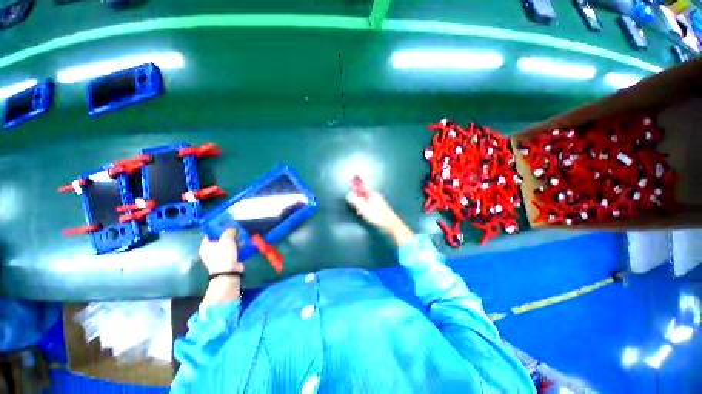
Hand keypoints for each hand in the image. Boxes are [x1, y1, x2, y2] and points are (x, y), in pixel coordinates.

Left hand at [199, 228, 243, 275]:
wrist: (228, 272)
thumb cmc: (223, 255)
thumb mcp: (226, 240)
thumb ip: (229, 232)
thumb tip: (231, 229)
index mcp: (205, 246)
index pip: (210, 234)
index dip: (217, 228)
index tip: (226, 224)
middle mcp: (210, 251)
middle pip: (219, 239)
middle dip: (228, 235)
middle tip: (236, 230)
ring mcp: (218, 256)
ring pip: (227, 245)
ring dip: (234, 241)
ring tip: (242, 236)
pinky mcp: (226, 259)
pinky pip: (232, 250)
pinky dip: (237, 247)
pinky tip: (244, 243)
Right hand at [346, 190, 399, 232]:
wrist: (391, 224)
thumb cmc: (377, 216)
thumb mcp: (364, 209)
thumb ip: (356, 201)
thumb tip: (349, 194)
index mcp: (372, 194)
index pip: (362, 187)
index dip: (356, 189)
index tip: (351, 195)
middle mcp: (376, 196)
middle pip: (364, 194)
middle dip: (358, 200)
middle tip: (356, 207)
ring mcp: (380, 201)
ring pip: (367, 201)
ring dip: (362, 205)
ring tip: (360, 213)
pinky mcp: (381, 207)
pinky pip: (371, 205)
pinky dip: (367, 208)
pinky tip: (366, 215)